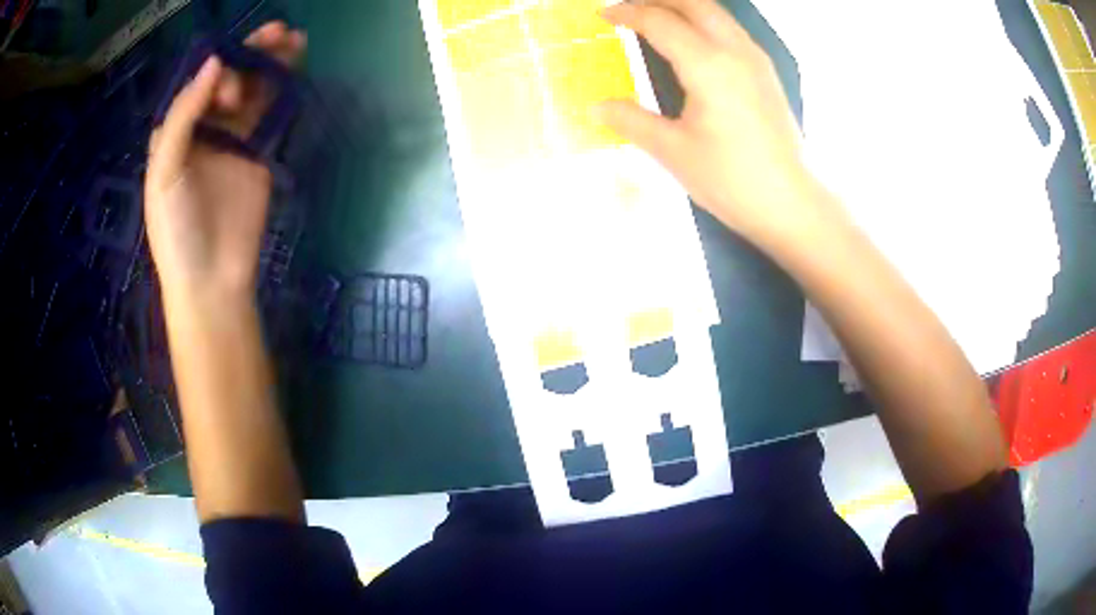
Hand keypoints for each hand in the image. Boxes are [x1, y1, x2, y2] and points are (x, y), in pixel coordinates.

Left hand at [144, 22, 305, 301]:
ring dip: (270, 64)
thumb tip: (214, 63)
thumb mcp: (165, 171)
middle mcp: (204, 128)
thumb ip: (184, 116)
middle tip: (277, 34)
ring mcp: (233, 139)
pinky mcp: (258, 153)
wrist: (210, 279)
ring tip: (293, 39)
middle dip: (250, 55)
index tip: (231, 77)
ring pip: (253, 91)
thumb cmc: (176, 228)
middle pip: (229, 79)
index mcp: (176, 131)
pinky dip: (281, 91)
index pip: (199, 84)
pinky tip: (294, 70)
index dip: (217, 70)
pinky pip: (269, 114)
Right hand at [598, 0, 835, 249]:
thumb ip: (631, 121)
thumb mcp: (673, 152)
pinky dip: (703, 22)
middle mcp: (734, 50)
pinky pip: (730, 30)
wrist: (791, 204)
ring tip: (655, 17)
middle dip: (656, 0)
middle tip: (629, 10)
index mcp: (707, 64)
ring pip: (715, 13)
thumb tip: (597, 106)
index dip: (627, 14)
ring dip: (683, 6)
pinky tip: (692, 40)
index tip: (603, 16)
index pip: (659, 22)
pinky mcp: (766, 73)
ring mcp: (755, 59)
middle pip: (693, 3)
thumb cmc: (732, 180)